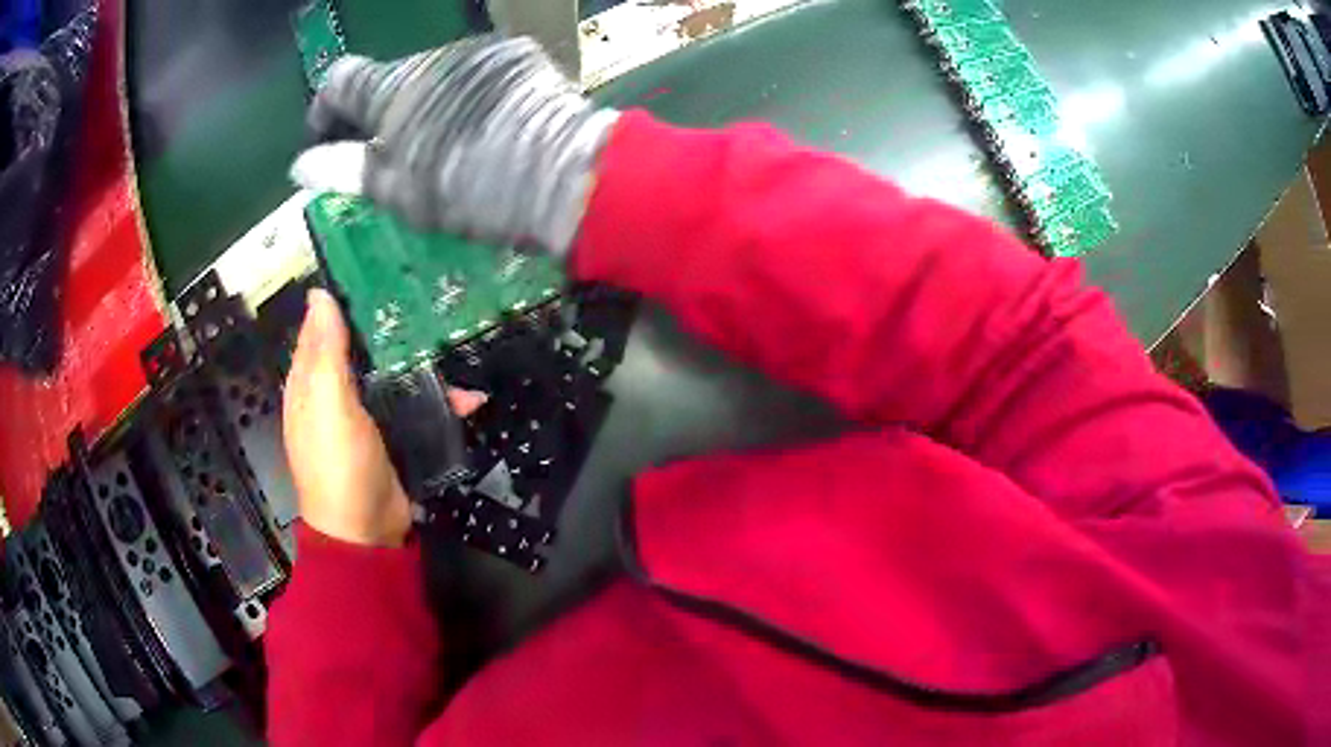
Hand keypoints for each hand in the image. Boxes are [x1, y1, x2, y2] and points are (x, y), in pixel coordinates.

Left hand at [283, 290, 488, 546]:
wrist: (366, 533)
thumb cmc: (339, 465)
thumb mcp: (329, 406)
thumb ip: (327, 353)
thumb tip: (319, 295)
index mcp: (310, 382)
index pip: (322, 327)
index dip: (342, 298)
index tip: (376, 265)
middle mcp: (335, 393)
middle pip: (360, 347)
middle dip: (389, 325)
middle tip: (425, 294)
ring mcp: (366, 415)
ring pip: (392, 374)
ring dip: (421, 362)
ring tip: (453, 338)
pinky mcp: (394, 435)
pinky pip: (416, 406)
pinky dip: (440, 401)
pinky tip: (469, 397)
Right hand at [289, 35, 619, 256]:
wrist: (563, 173)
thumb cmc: (468, 188)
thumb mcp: (397, 190)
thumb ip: (344, 171)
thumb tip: (300, 167)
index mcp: (393, 86)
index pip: (338, 80)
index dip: (324, 109)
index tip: (325, 136)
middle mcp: (432, 56)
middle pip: (390, 80)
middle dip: (380, 114)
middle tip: (389, 156)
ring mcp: (479, 51)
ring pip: (434, 76)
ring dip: (426, 104)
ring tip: (444, 145)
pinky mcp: (518, 55)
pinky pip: (476, 73)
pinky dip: (467, 96)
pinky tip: (483, 125)